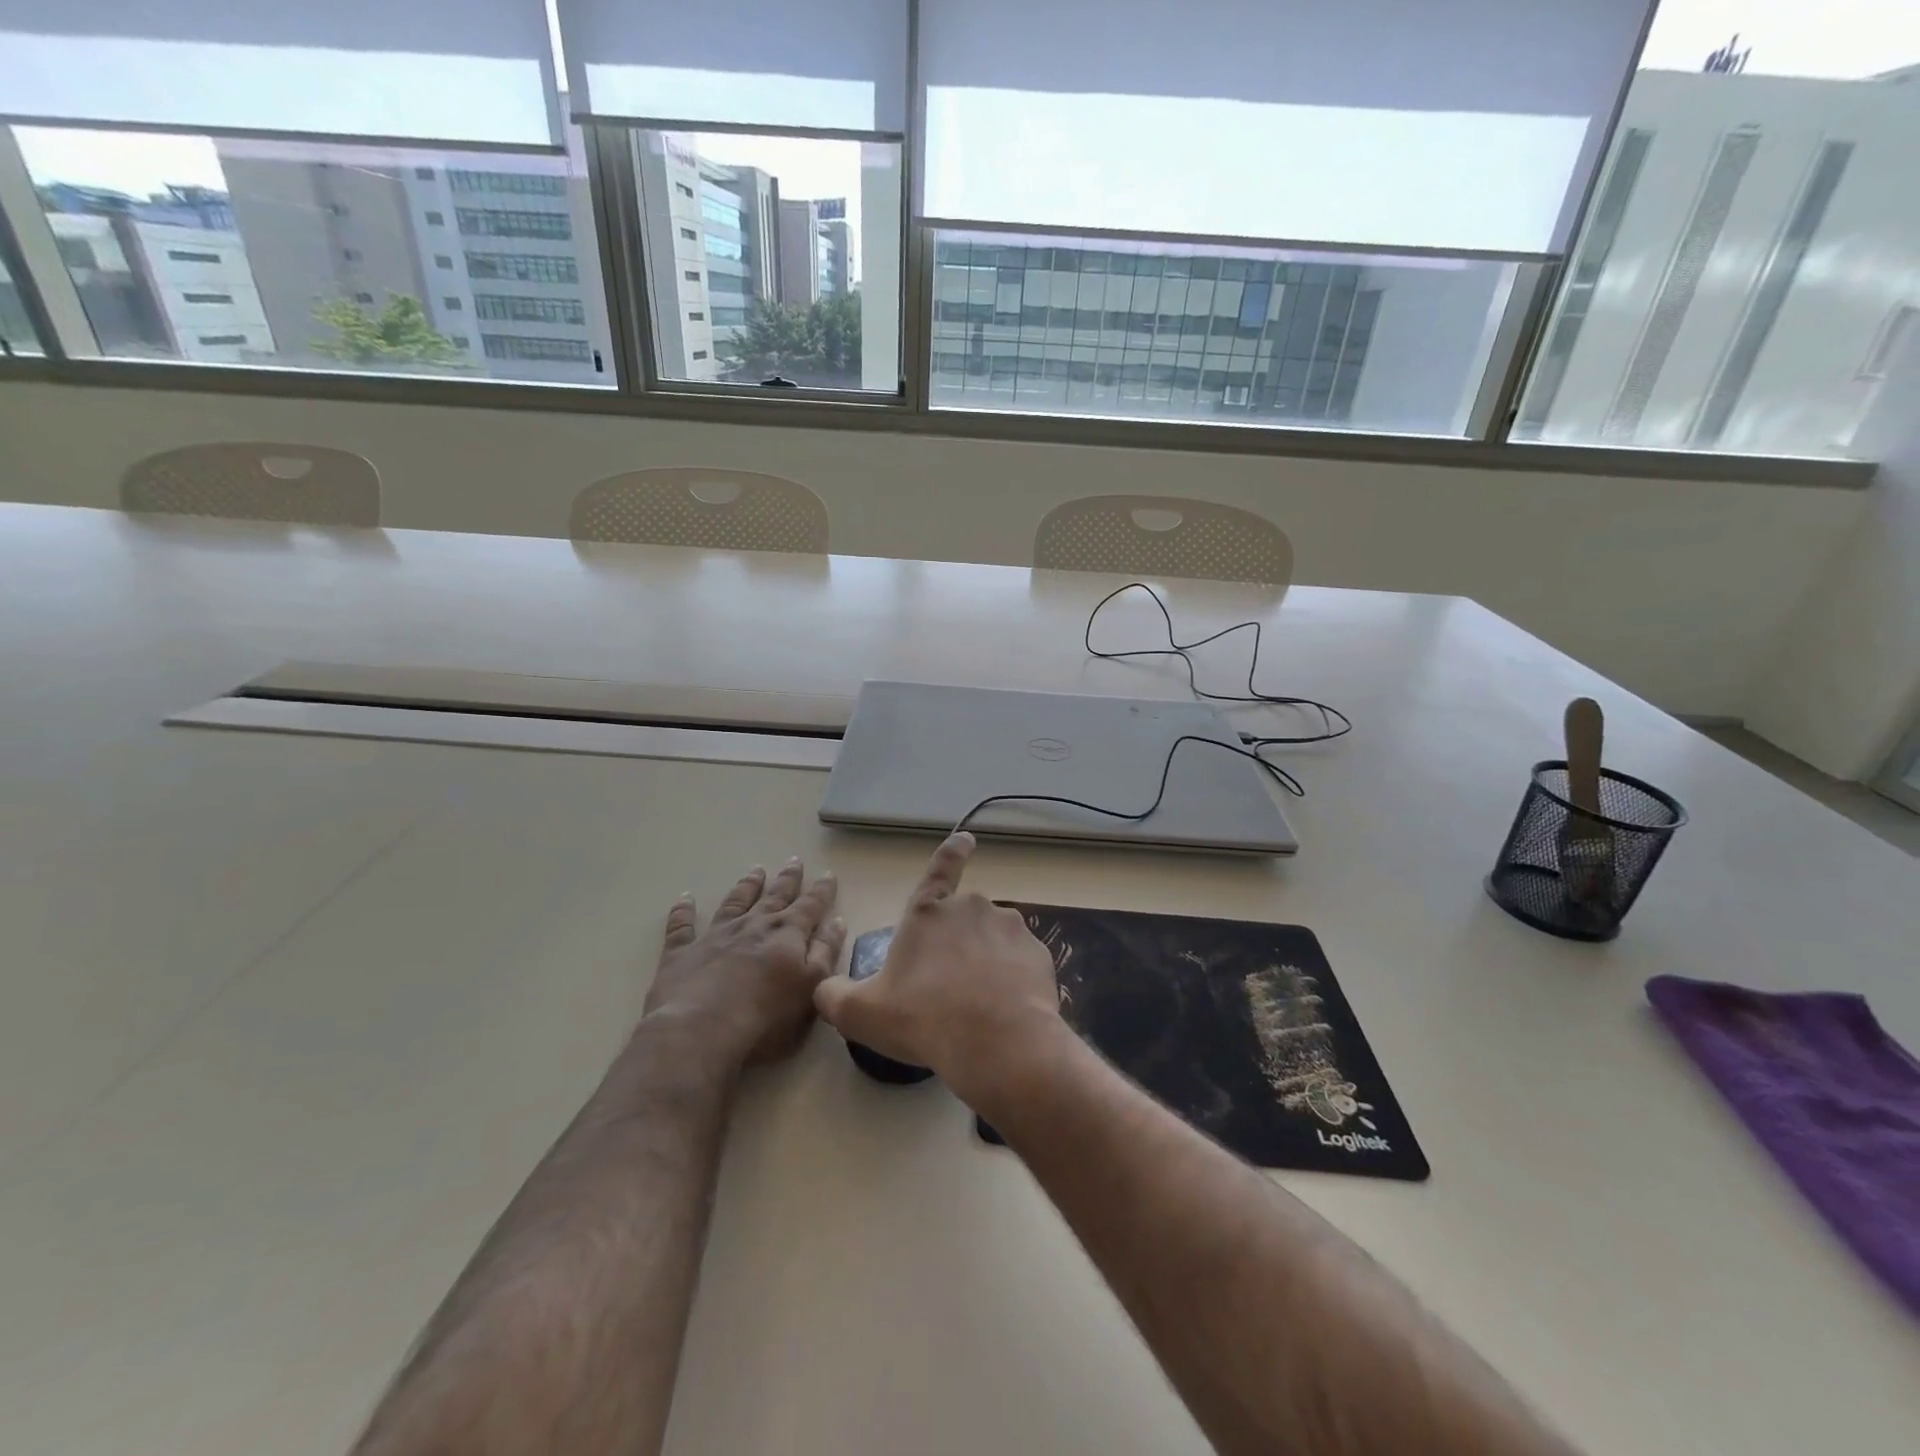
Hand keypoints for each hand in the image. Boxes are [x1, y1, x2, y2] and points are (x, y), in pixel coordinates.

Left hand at [643, 857, 844, 1071]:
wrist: (700, 1031)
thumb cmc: (765, 1017)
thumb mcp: (812, 987)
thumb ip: (826, 952)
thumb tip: (836, 921)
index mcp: (787, 934)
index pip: (810, 905)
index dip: (821, 890)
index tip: (828, 874)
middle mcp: (753, 926)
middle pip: (775, 896)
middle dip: (787, 879)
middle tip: (794, 860)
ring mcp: (716, 935)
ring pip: (735, 902)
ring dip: (747, 886)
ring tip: (755, 870)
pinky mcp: (681, 952)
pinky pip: (682, 926)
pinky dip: (683, 911)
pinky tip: (685, 898)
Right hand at [814, 833, 1064, 1111]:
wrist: (997, 1043)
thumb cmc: (923, 1019)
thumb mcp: (861, 1013)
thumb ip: (834, 996)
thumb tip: (824, 989)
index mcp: (928, 912)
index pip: (939, 869)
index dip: (953, 852)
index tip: (968, 838)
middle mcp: (971, 907)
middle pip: (963, 921)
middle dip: (958, 946)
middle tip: (948, 991)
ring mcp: (1009, 927)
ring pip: (993, 942)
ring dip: (986, 963)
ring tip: (976, 1006)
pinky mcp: (1038, 953)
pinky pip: (1020, 963)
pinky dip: (1012, 980)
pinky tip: (1004, 1010)